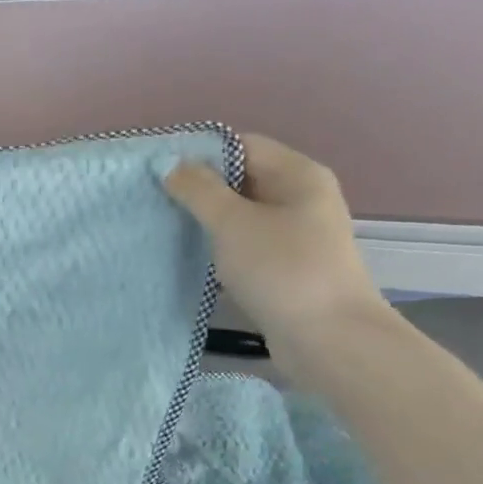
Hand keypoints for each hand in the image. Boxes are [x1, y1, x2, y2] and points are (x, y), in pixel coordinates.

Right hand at [165, 134, 390, 363]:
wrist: (329, 338)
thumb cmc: (282, 269)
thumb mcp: (232, 223)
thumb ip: (198, 190)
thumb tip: (167, 162)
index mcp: (297, 174)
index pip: (242, 145)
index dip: (200, 153)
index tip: (158, 171)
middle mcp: (301, 198)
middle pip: (242, 179)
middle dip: (199, 189)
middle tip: (153, 201)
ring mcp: (296, 235)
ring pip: (242, 216)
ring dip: (207, 222)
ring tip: (164, 228)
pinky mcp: (287, 267)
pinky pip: (246, 245)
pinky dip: (220, 248)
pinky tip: (191, 259)